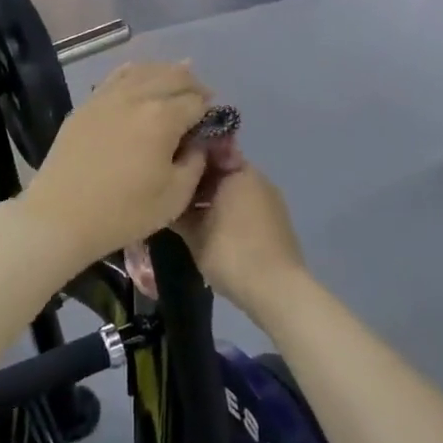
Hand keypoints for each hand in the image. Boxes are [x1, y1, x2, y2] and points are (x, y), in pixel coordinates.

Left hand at [17, 61, 212, 266]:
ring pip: (146, 69)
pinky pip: (117, 75)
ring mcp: (108, 95)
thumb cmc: (123, 213)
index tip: (212, 126)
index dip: (210, 112)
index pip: (197, 102)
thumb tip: (199, 142)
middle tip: (201, 101)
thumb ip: (196, 162)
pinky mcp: (88, 103)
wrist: (60, 216)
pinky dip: (137, 72)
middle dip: (193, 86)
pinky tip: (141, 76)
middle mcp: (137, 96)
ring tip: (177, 83)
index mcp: (163, 117)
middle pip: (174, 76)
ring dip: (167, 74)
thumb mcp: (174, 197)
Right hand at [173, 164, 308, 325]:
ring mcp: (270, 199)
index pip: (207, 151)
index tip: (167, 169)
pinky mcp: (276, 220)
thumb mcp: (194, 234)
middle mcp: (257, 178)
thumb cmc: (232, 254)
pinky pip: (245, 205)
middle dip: (197, 181)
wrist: (277, 290)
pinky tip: (211, 228)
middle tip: (172, 193)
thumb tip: (164, 199)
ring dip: (212, 198)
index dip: (185, 158)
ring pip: (233, 189)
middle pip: (221, 170)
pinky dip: (228, 211)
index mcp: (238, 171)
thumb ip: (178, 211)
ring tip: (187, 212)